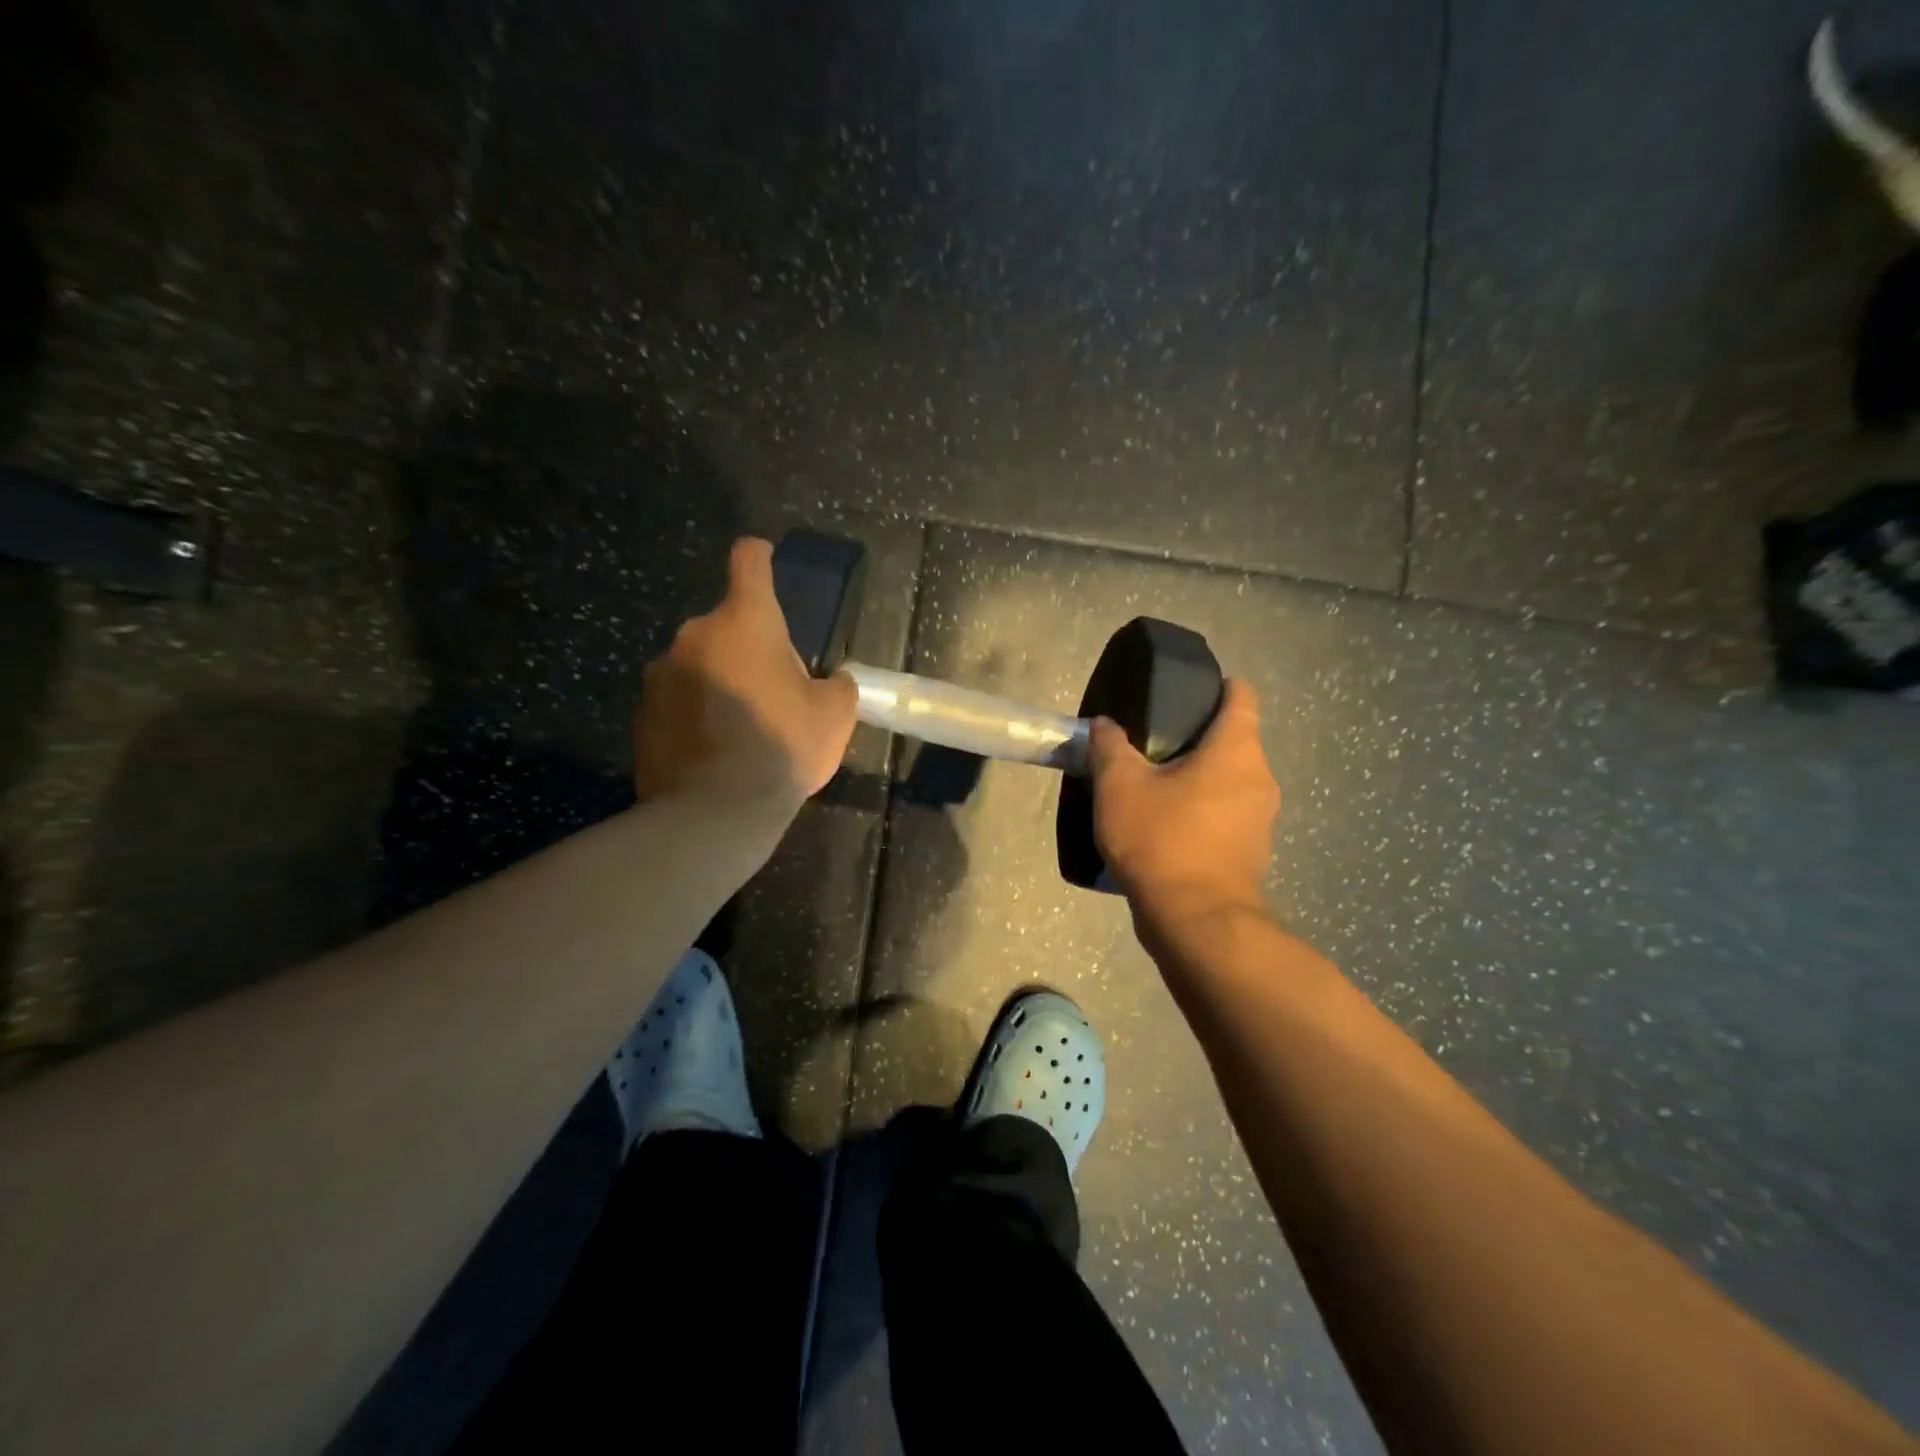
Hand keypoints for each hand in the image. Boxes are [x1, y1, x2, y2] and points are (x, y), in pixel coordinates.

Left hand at [634, 538, 857, 813]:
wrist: (715, 811)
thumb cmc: (783, 747)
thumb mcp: (834, 715)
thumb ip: (837, 685)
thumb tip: (831, 680)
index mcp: (745, 622)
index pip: (749, 563)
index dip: (760, 555)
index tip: (765, 557)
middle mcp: (696, 635)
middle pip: (727, 624)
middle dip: (748, 646)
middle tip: (772, 689)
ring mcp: (662, 673)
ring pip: (700, 663)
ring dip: (720, 679)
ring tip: (741, 727)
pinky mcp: (643, 713)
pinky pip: (678, 699)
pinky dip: (695, 711)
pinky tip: (714, 749)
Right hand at [1086, 679, 1279, 931]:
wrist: (1196, 921)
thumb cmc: (1162, 840)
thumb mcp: (1119, 786)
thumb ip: (1110, 746)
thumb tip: (1105, 725)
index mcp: (1237, 750)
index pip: (1242, 696)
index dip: (1217, 686)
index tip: (1183, 694)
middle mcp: (1260, 778)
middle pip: (1234, 740)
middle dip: (1197, 737)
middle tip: (1152, 744)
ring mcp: (1261, 819)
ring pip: (1230, 781)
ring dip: (1199, 778)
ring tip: (1154, 786)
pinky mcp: (1252, 852)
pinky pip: (1227, 815)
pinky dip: (1203, 812)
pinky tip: (1167, 826)